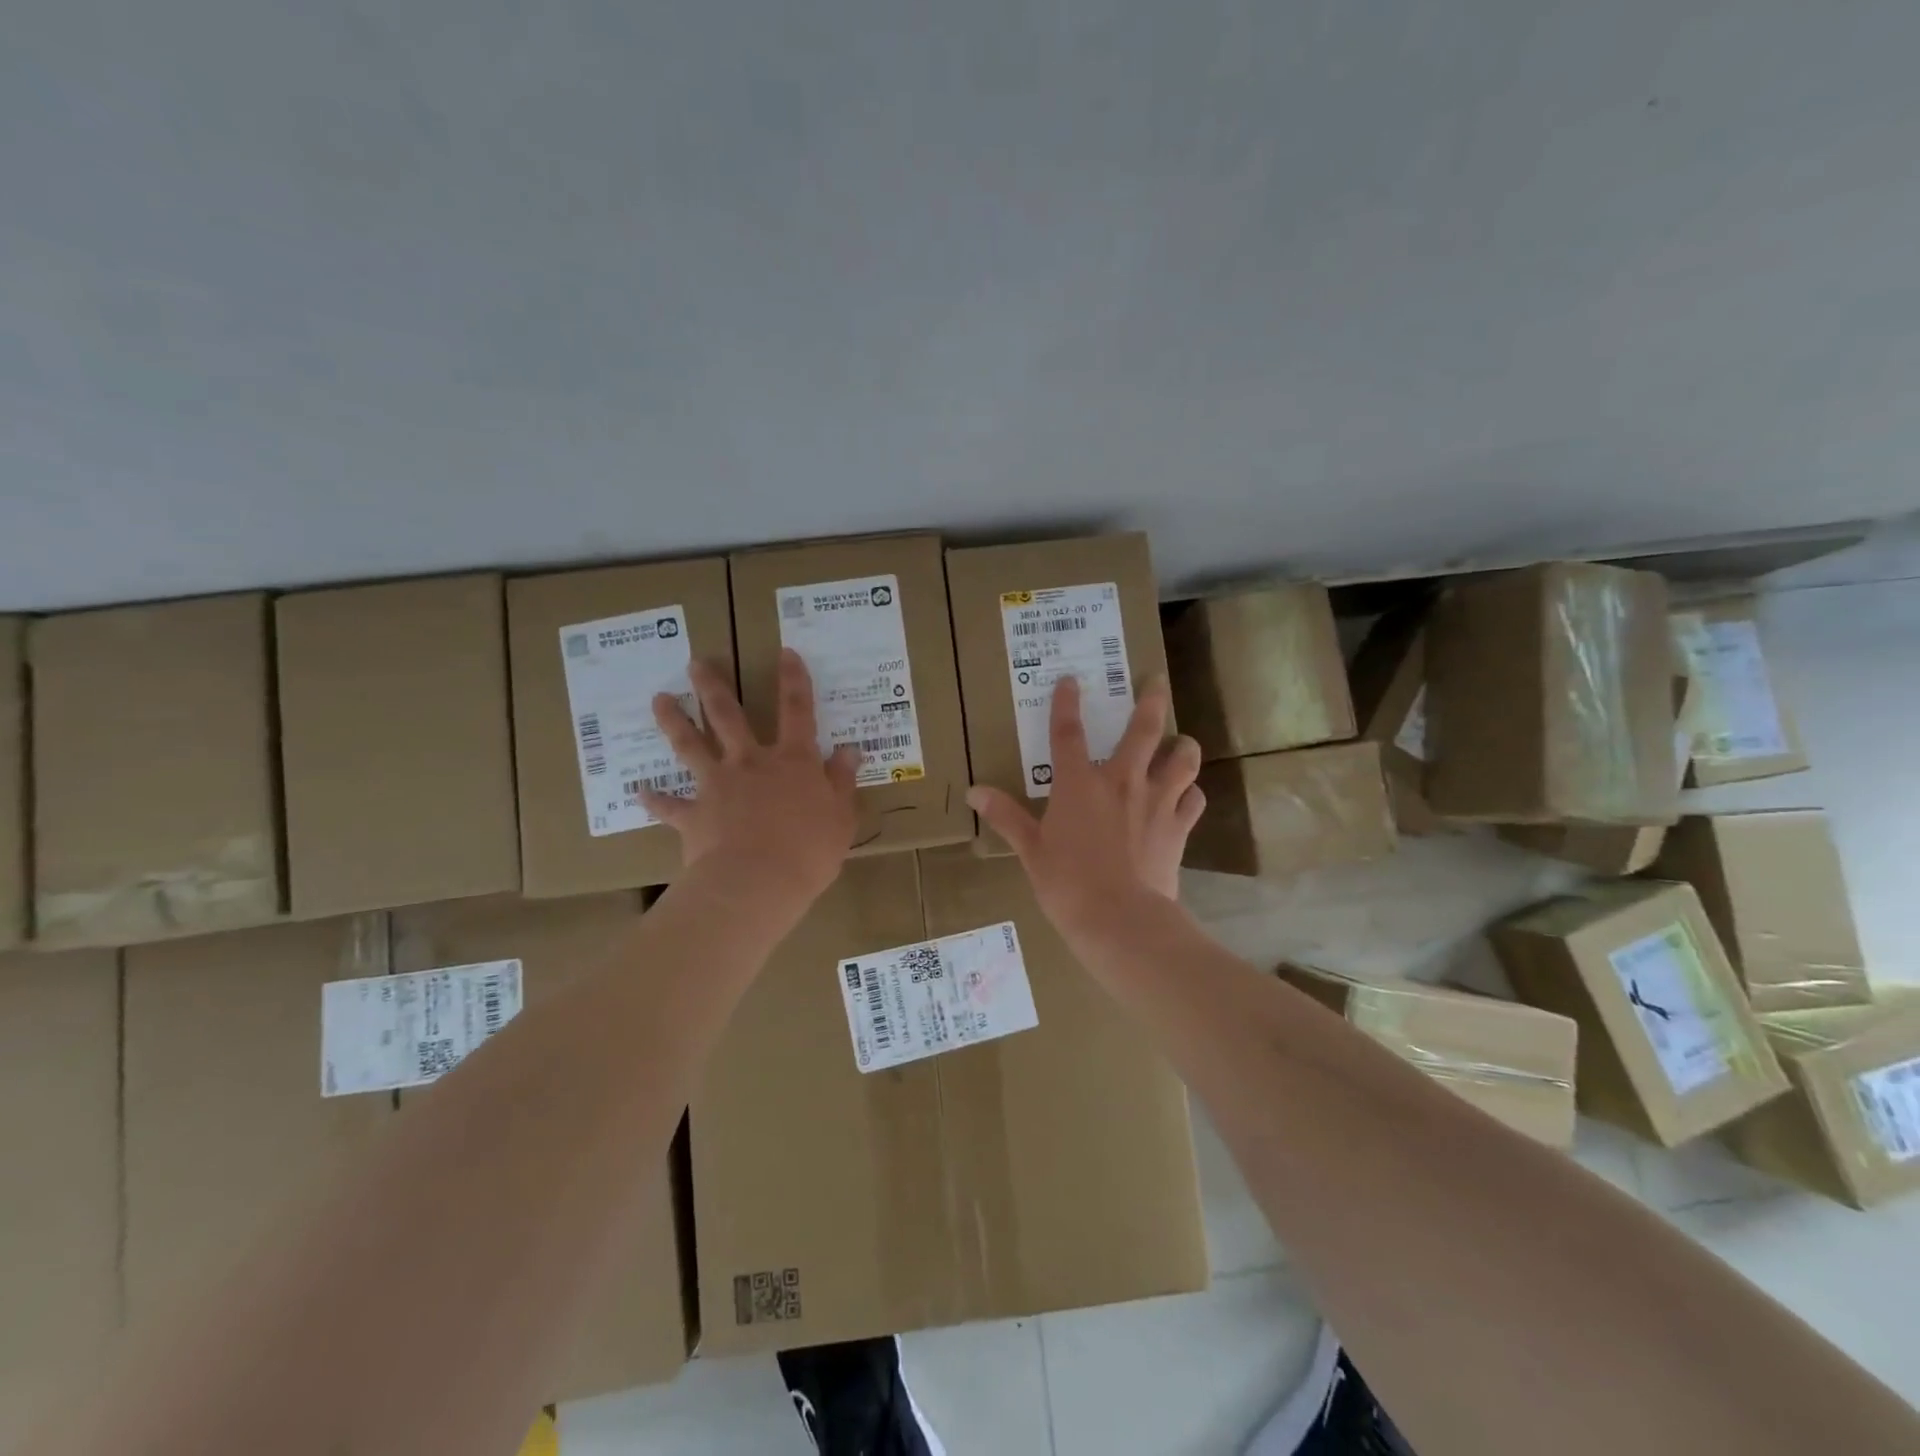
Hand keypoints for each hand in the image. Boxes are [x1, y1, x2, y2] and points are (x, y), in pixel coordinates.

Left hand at [643, 650, 862, 910]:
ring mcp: (717, 786)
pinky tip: (640, 790)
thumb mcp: (841, 817)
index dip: (794, 680)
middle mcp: (751, 763)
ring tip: (659, 700)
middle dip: (713, 686)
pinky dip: (655, 798)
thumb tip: (850, 750)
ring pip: (691, 746)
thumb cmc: (808, 851)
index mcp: (792, 761)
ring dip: (674, 721)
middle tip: (696, 663)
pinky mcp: (693, 815)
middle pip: (728, 716)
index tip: (785, 652)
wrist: (756, 882)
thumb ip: (842, 781)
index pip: (797, 711)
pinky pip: (669, 805)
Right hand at [967, 675, 1204, 942]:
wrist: (1121, 920)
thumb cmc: (1068, 885)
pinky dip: (1190, 793)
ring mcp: (1156, 802)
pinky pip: (1193, 799)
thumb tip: (973, 792)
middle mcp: (1122, 782)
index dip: (1066, 704)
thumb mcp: (1030, 851)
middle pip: (1144, 729)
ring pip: (1182, 758)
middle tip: (1157, 680)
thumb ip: (1006, 816)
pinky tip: (1186, 795)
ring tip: (1181, 742)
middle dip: (1152, 700)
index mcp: (1079, 785)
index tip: (1070, 680)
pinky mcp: (1178, 827)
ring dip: (1183, 745)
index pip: (1068, 733)